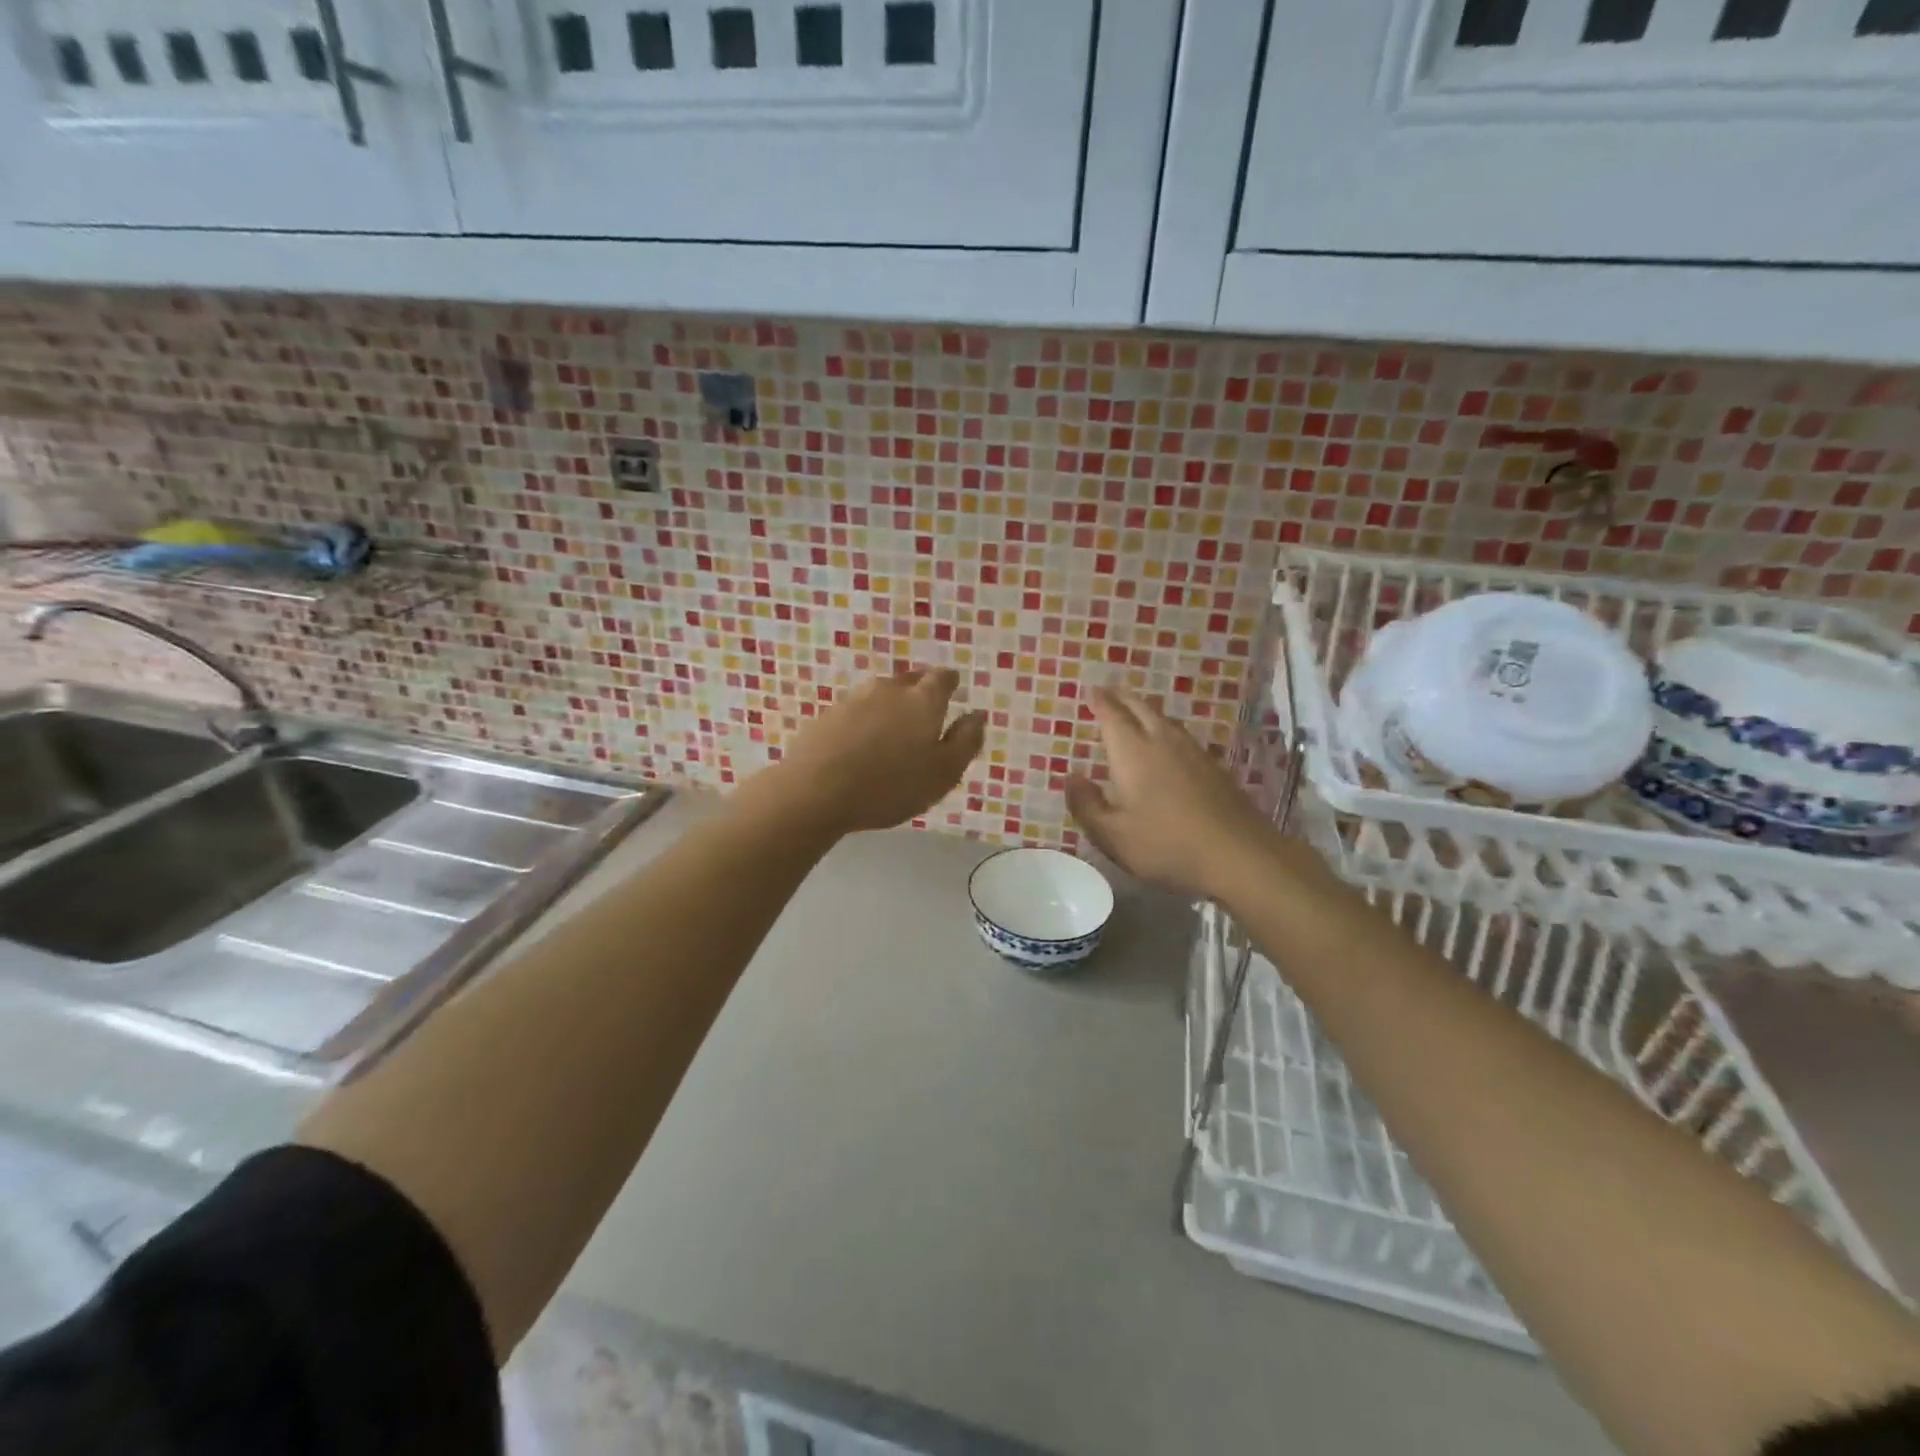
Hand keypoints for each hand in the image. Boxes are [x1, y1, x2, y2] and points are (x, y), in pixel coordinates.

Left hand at [764, 668, 986, 835]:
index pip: (942, 677)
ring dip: (890, 708)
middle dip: (920, 693)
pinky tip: (862, 745)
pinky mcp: (827, 715)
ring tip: (892, 734)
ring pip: (881, 695)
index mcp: (923, 700)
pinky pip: (856, 713)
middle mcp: (889, 689)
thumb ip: (966, 741)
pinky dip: (864, 722)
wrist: (815, 791)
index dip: (949, 683)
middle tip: (925, 716)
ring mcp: (854, 699)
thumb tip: (977, 715)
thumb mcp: (943, 773)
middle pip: (910, 682)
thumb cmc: (890, 786)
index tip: (952, 691)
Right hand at [1065, 688, 1282, 900]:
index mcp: (1133, 753)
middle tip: (1110, 692)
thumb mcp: (1113, 836)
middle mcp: (1163, 743)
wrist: (1239, 855)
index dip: (1101, 702)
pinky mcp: (1215, 768)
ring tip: (1136, 712)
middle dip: (1123, 699)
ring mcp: (1194, 753)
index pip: (1113, 717)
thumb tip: (1071, 778)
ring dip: (1147, 711)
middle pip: (1141, 709)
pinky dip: (1167, 730)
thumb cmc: (1166, 845)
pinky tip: (1169, 744)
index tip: (1092, 690)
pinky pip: (1183, 736)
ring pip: (1165, 720)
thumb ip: (1087, 806)